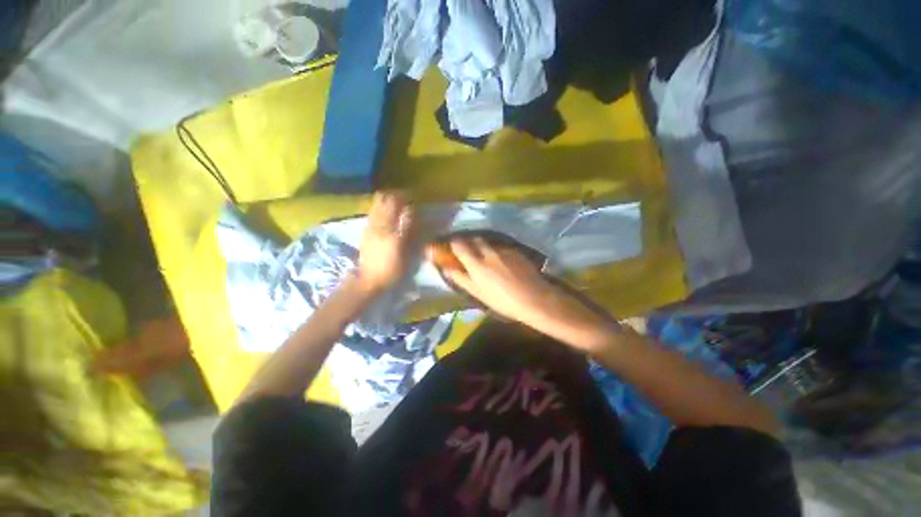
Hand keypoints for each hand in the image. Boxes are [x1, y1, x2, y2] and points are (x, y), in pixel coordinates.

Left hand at [357, 192, 415, 291]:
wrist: (368, 279)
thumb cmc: (391, 269)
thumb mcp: (406, 255)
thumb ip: (409, 233)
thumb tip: (413, 216)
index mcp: (392, 232)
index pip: (400, 208)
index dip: (408, 200)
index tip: (415, 198)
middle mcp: (380, 225)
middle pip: (387, 201)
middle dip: (397, 195)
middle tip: (406, 197)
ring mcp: (371, 225)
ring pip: (378, 203)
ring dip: (388, 198)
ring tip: (397, 200)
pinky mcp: (366, 229)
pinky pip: (373, 210)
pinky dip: (381, 205)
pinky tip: (386, 209)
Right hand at [428, 237, 555, 322]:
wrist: (534, 298)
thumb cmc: (502, 301)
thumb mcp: (478, 293)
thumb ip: (461, 278)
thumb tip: (446, 268)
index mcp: (476, 264)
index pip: (459, 245)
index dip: (454, 244)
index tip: (454, 248)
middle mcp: (488, 252)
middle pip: (475, 239)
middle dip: (470, 242)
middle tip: (470, 252)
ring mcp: (503, 250)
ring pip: (489, 243)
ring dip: (484, 246)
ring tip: (487, 258)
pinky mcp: (515, 250)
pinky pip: (501, 247)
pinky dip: (497, 251)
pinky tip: (503, 261)